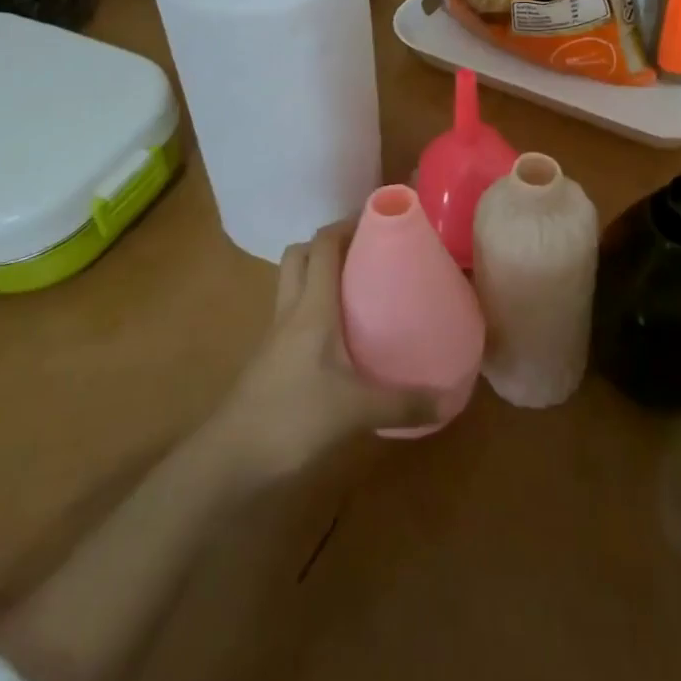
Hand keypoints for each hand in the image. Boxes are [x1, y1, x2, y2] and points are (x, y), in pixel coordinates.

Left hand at [208, 221, 436, 483]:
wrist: (229, 460)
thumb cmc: (292, 417)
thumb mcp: (355, 410)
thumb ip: (403, 403)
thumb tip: (450, 398)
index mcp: (312, 305)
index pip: (323, 244)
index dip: (347, 224)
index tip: (378, 221)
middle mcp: (291, 309)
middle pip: (300, 255)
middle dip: (329, 243)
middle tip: (365, 251)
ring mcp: (275, 334)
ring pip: (292, 283)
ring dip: (317, 274)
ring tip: (356, 287)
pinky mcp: (270, 359)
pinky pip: (292, 315)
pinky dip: (312, 309)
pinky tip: (337, 335)